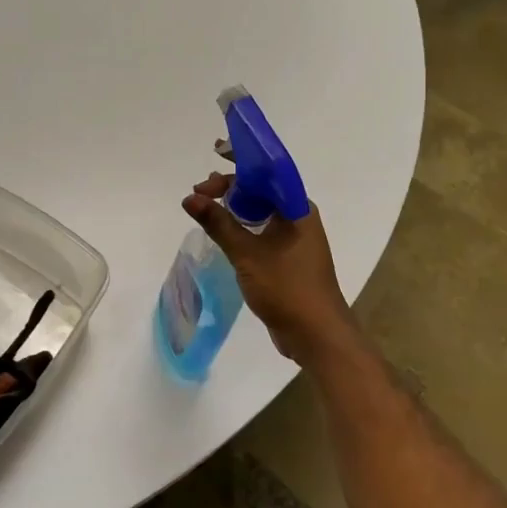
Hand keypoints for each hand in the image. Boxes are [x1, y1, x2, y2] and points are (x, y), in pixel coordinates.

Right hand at [183, 171, 358, 368]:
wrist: (317, 335)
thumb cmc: (286, 288)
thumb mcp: (246, 254)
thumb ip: (218, 223)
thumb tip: (190, 198)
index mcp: (297, 208)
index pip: (264, 174)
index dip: (233, 171)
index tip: (205, 180)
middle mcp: (299, 217)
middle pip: (262, 191)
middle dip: (231, 188)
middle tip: (200, 195)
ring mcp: (296, 239)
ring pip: (262, 212)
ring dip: (236, 208)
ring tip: (208, 209)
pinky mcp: (290, 258)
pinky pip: (264, 232)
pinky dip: (244, 228)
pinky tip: (226, 235)